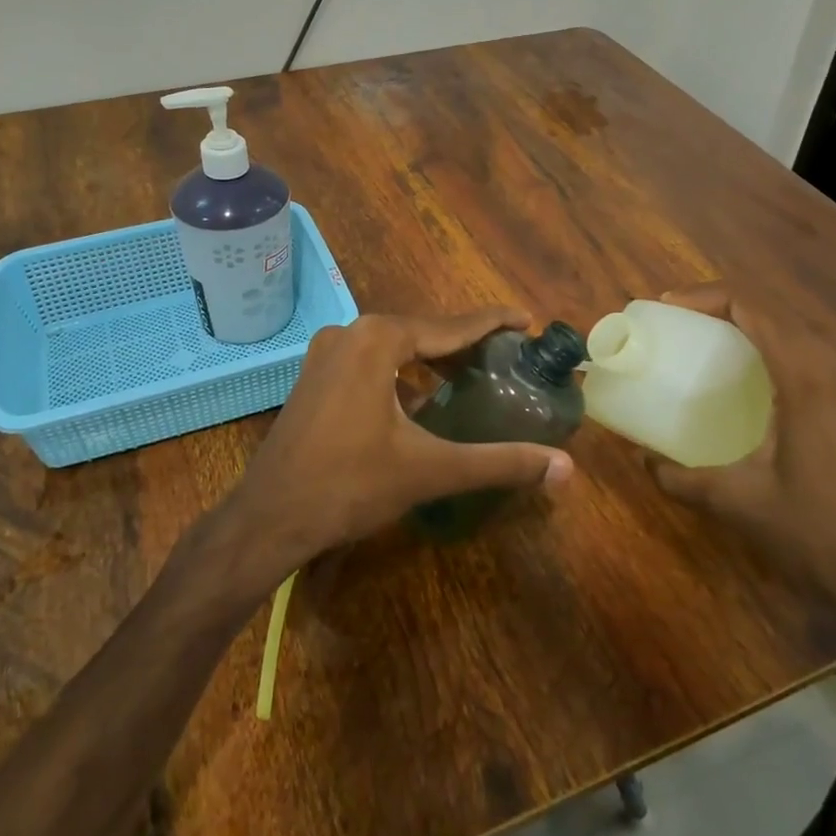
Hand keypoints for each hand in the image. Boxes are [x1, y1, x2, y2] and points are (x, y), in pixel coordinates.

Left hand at [224, 309, 573, 570]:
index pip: (451, 325)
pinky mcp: (315, 377)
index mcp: (377, 339)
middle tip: (506, 355)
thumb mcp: (429, 470)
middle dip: (464, 342)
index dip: (492, 322)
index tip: (526, 317)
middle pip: (422, 332)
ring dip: (432, 359)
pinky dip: (402, 373)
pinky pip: (371, 362)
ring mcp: (326, 354)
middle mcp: (349, 333)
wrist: (269, 517)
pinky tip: (421, 399)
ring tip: (471, 374)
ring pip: (394, 347)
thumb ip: (499, 463)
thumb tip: (566, 468)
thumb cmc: (349, 485)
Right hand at [646, 284, 835, 627]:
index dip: (706, 297)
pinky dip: (787, 357)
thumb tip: (642, 462)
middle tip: (685, 331)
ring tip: (719, 354)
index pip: (754, 307)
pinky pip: (826, 360)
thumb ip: (682, 478)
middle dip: (727, 313)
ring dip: (760, 334)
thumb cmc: (823, 533)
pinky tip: (767, 391)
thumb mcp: (741, 503)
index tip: (669, 308)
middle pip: (779, 315)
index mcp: (811, 375)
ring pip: (805, 336)